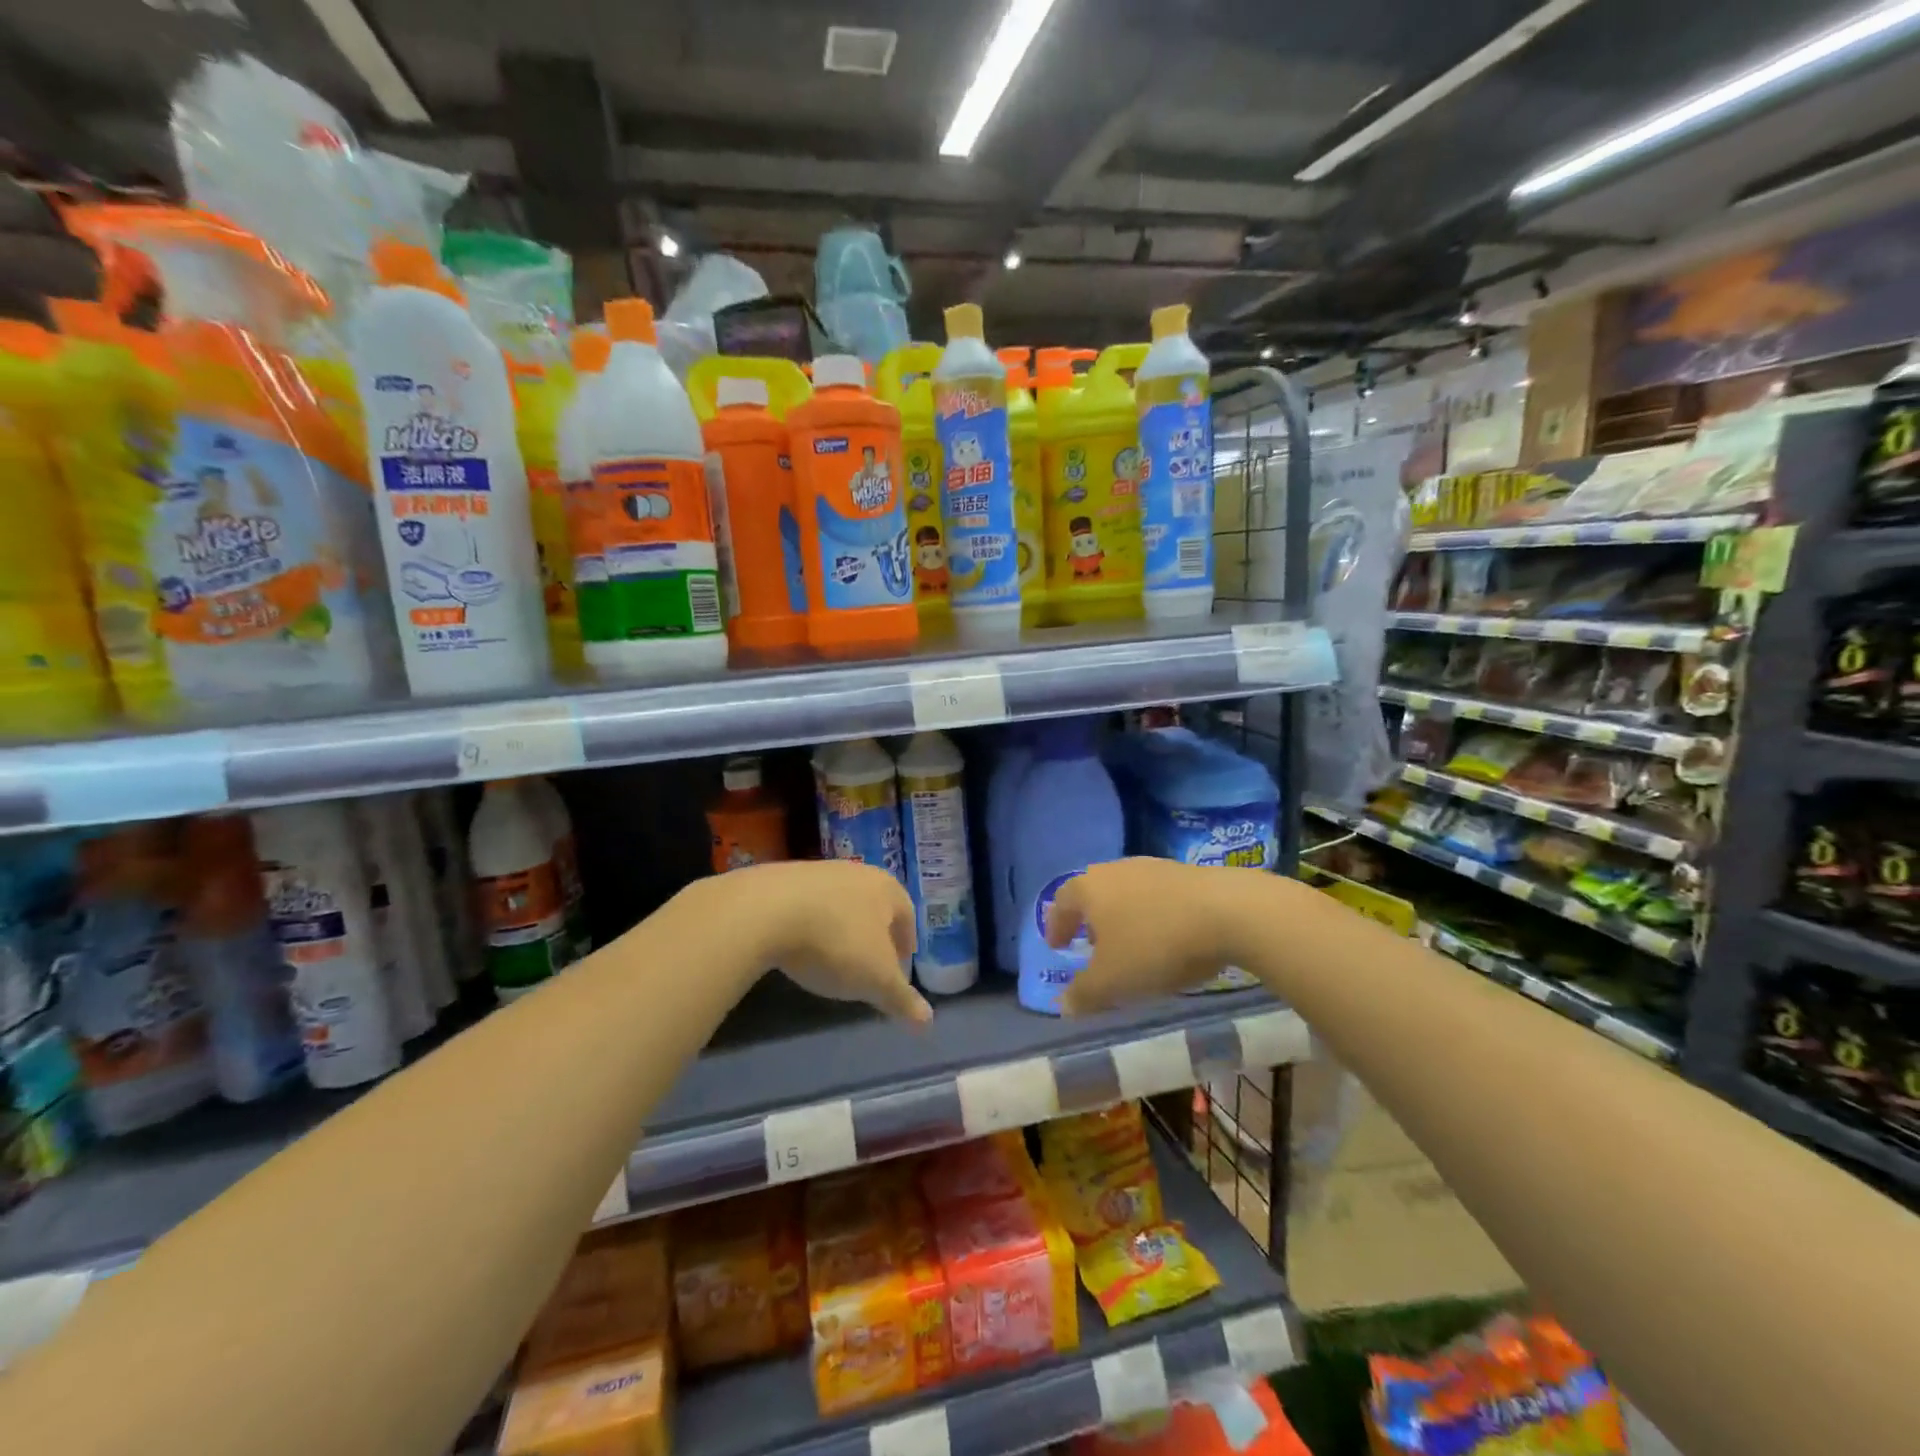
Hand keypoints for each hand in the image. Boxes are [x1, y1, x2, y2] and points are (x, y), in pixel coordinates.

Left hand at [703, 860, 931, 1023]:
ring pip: (839, 903)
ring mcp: (818, 872)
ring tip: (833, 957)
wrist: (766, 910)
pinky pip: (806, 905)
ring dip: (841, 928)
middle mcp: (856, 873)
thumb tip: (928, 1022)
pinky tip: (800, 946)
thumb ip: (901, 999)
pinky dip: (810, 925)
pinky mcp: (783, 879)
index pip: (906, 914)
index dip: (906, 942)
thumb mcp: (875, 980)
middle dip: (874, 934)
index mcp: (886, 889)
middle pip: (873, 905)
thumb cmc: (836, 942)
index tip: (901, 965)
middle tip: (871, 963)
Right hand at [1045, 859, 1256, 1013]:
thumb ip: (1084, 994)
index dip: (1056, 926)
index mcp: (1089, 888)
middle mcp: (1116, 870)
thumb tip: (1063, 1006)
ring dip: (1122, 916)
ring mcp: (1153, 867)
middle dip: (1089, 920)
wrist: (1229, 911)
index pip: (1061, 903)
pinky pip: (1156, 896)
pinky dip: (1152, 915)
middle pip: (1093, 892)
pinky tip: (1166, 937)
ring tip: (1130, 944)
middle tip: (1091, 944)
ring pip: (1126, 892)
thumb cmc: (1156, 944)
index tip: (1057, 946)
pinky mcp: (1186, 873)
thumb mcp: (1113, 981)